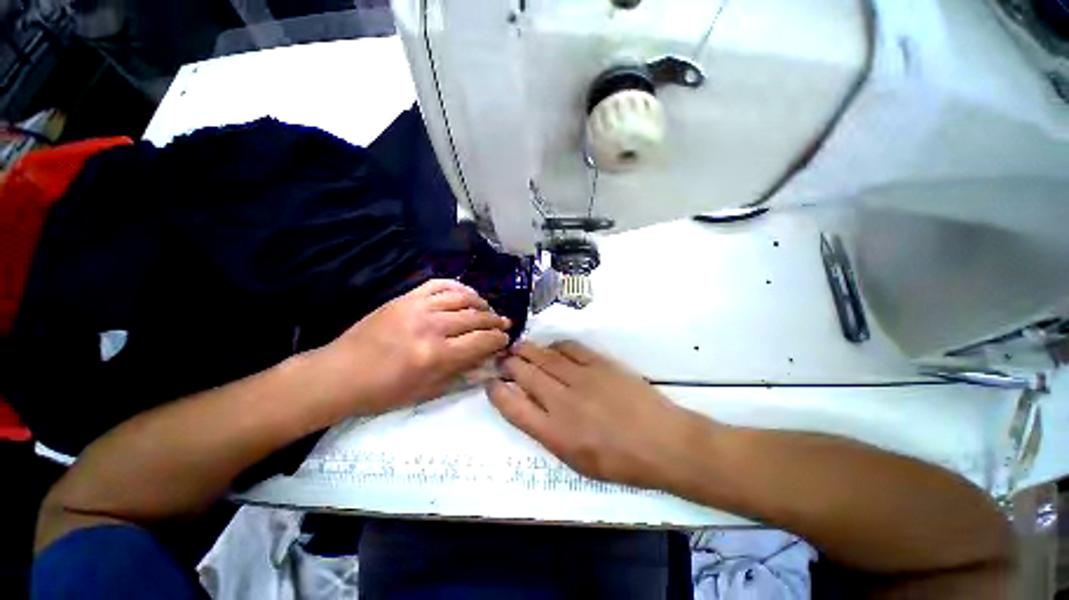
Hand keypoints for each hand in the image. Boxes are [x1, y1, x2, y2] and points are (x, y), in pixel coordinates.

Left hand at [317, 279, 510, 415]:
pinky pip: (439, 284)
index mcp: (436, 355)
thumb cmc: (384, 391)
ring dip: (481, 302)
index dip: (499, 339)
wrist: (340, 374)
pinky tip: (466, 294)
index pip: (481, 341)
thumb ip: (462, 373)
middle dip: (495, 321)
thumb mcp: (427, 391)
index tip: (506, 339)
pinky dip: (458, 287)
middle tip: (503, 324)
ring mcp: (418, 307)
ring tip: (487, 309)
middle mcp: (431, 327)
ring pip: (462, 297)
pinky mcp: (406, 298)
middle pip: (475, 317)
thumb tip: (488, 360)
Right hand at [488, 341, 708, 489]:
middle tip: (503, 359)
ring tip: (518, 347)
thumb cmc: (620, 461)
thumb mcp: (576, 461)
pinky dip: (555, 346)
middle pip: (524, 374)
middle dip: (508, 364)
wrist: (662, 442)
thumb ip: (549, 432)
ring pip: (543, 357)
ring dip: (527, 350)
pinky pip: (569, 348)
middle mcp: (561, 401)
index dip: (497, 392)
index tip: (492, 383)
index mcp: (553, 432)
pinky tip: (552, 348)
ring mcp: (580, 377)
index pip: (512, 406)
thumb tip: (532, 408)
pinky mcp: (598, 363)